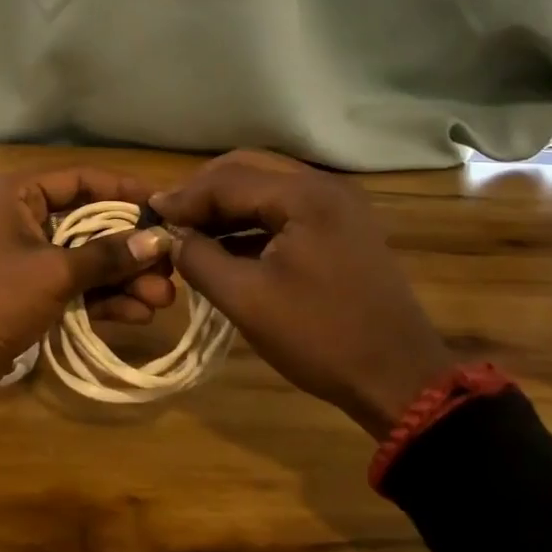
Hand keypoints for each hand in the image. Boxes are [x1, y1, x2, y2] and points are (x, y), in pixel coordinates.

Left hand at [0, 167, 176, 385]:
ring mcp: (24, 258)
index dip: (125, 192)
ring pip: (84, 259)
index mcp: (16, 194)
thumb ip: (107, 255)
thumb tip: (157, 239)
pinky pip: (72, 287)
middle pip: (88, 224)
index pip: (81, 180)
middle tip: (171, 267)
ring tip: (163, 300)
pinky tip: (137, 315)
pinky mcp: (27, 294)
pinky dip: (101, 299)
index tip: (166, 206)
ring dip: (122, 279)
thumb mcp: (53, 272)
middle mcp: (20, 218)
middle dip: (130, 248)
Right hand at [150, 150, 454, 438]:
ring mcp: (338, 206)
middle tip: (170, 219)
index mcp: (306, 196)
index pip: (228, 180)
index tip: (149, 216)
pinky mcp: (341, 228)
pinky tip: (226, 245)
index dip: (184, 197)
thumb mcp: (247, 300)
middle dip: (204, 192)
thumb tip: (168, 236)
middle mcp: (324, 187)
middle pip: (248, 169)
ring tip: (191, 232)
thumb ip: (199, 258)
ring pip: (266, 187)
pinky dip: (251, 220)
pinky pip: (284, 209)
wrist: (401, 382)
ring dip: (226, 205)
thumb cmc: (322, 339)